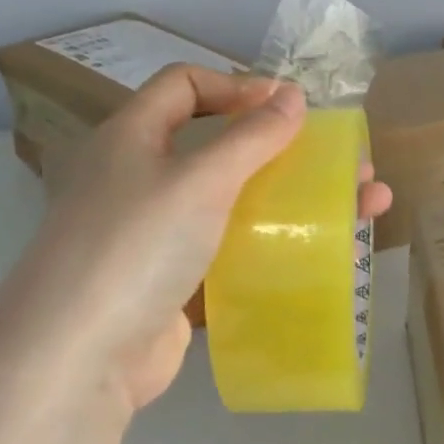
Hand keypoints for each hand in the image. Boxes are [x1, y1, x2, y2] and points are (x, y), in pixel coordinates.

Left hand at [0, 65, 390, 409]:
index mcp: (132, 138)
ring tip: (362, 208)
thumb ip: (251, 137)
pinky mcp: (175, 281)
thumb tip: (293, 96)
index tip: (291, 107)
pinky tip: (322, 253)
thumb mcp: (199, 179)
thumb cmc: (136, 247)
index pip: (184, 85)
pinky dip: (276, 245)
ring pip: (236, 202)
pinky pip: (234, 249)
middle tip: (345, 162)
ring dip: (296, 200)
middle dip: (288, 150)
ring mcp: (157, 235)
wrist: (81, 358)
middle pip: (220, 146)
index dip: (238, 85)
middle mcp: (141, 179)